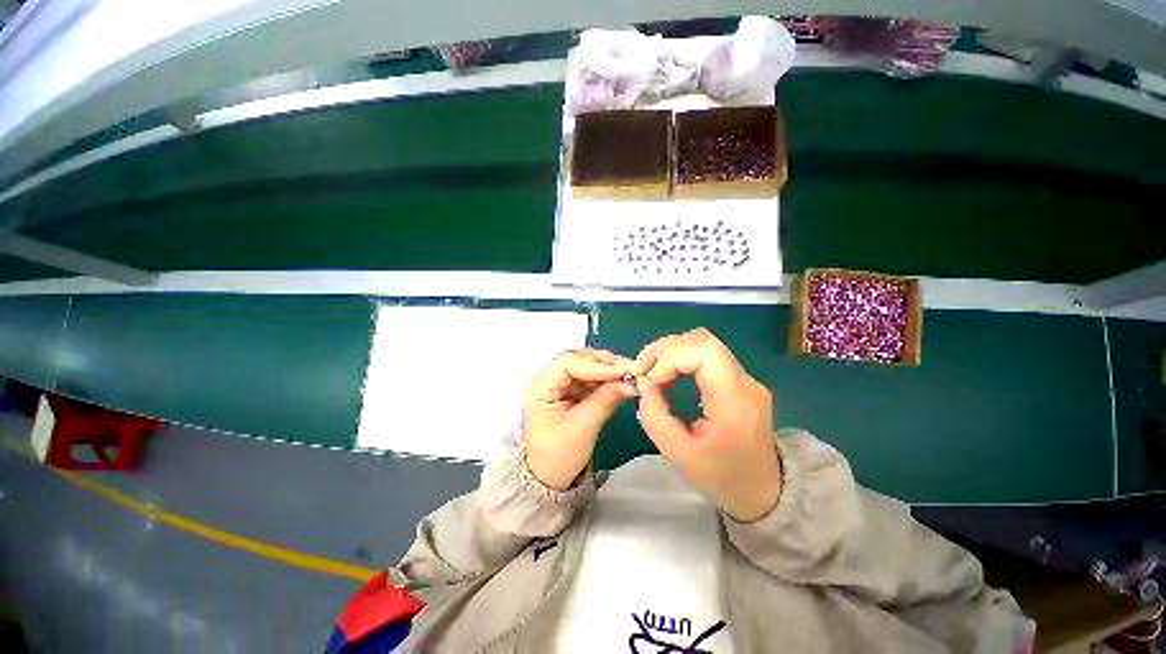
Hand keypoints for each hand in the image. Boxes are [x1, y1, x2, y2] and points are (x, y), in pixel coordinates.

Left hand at [522, 349, 636, 489]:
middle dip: (604, 364)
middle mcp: (547, 380)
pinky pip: (590, 380)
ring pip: (585, 367)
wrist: (549, 480)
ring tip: (630, 376)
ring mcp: (559, 385)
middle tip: (631, 369)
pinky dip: (606, 380)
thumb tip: (631, 382)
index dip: (596, 364)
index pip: (567, 363)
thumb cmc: (558, 458)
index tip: (623, 370)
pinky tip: (621, 383)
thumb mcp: (582, 429)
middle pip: (577, 360)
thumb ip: (605, 401)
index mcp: (539, 388)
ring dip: (608, 371)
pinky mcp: (570, 392)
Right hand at [631, 329, 780, 521]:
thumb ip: (655, 418)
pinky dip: (680, 357)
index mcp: (736, 402)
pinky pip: (706, 355)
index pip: (706, 352)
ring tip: (650, 369)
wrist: (763, 489)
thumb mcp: (680, 455)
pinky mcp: (738, 379)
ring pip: (703, 343)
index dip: (671, 357)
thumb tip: (643, 384)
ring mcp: (745, 378)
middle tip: (641, 368)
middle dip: (665, 350)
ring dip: (671, 351)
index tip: (651, 380)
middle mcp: (745, 382)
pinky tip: (667, 373)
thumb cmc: (723, 477)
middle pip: (703, 341)